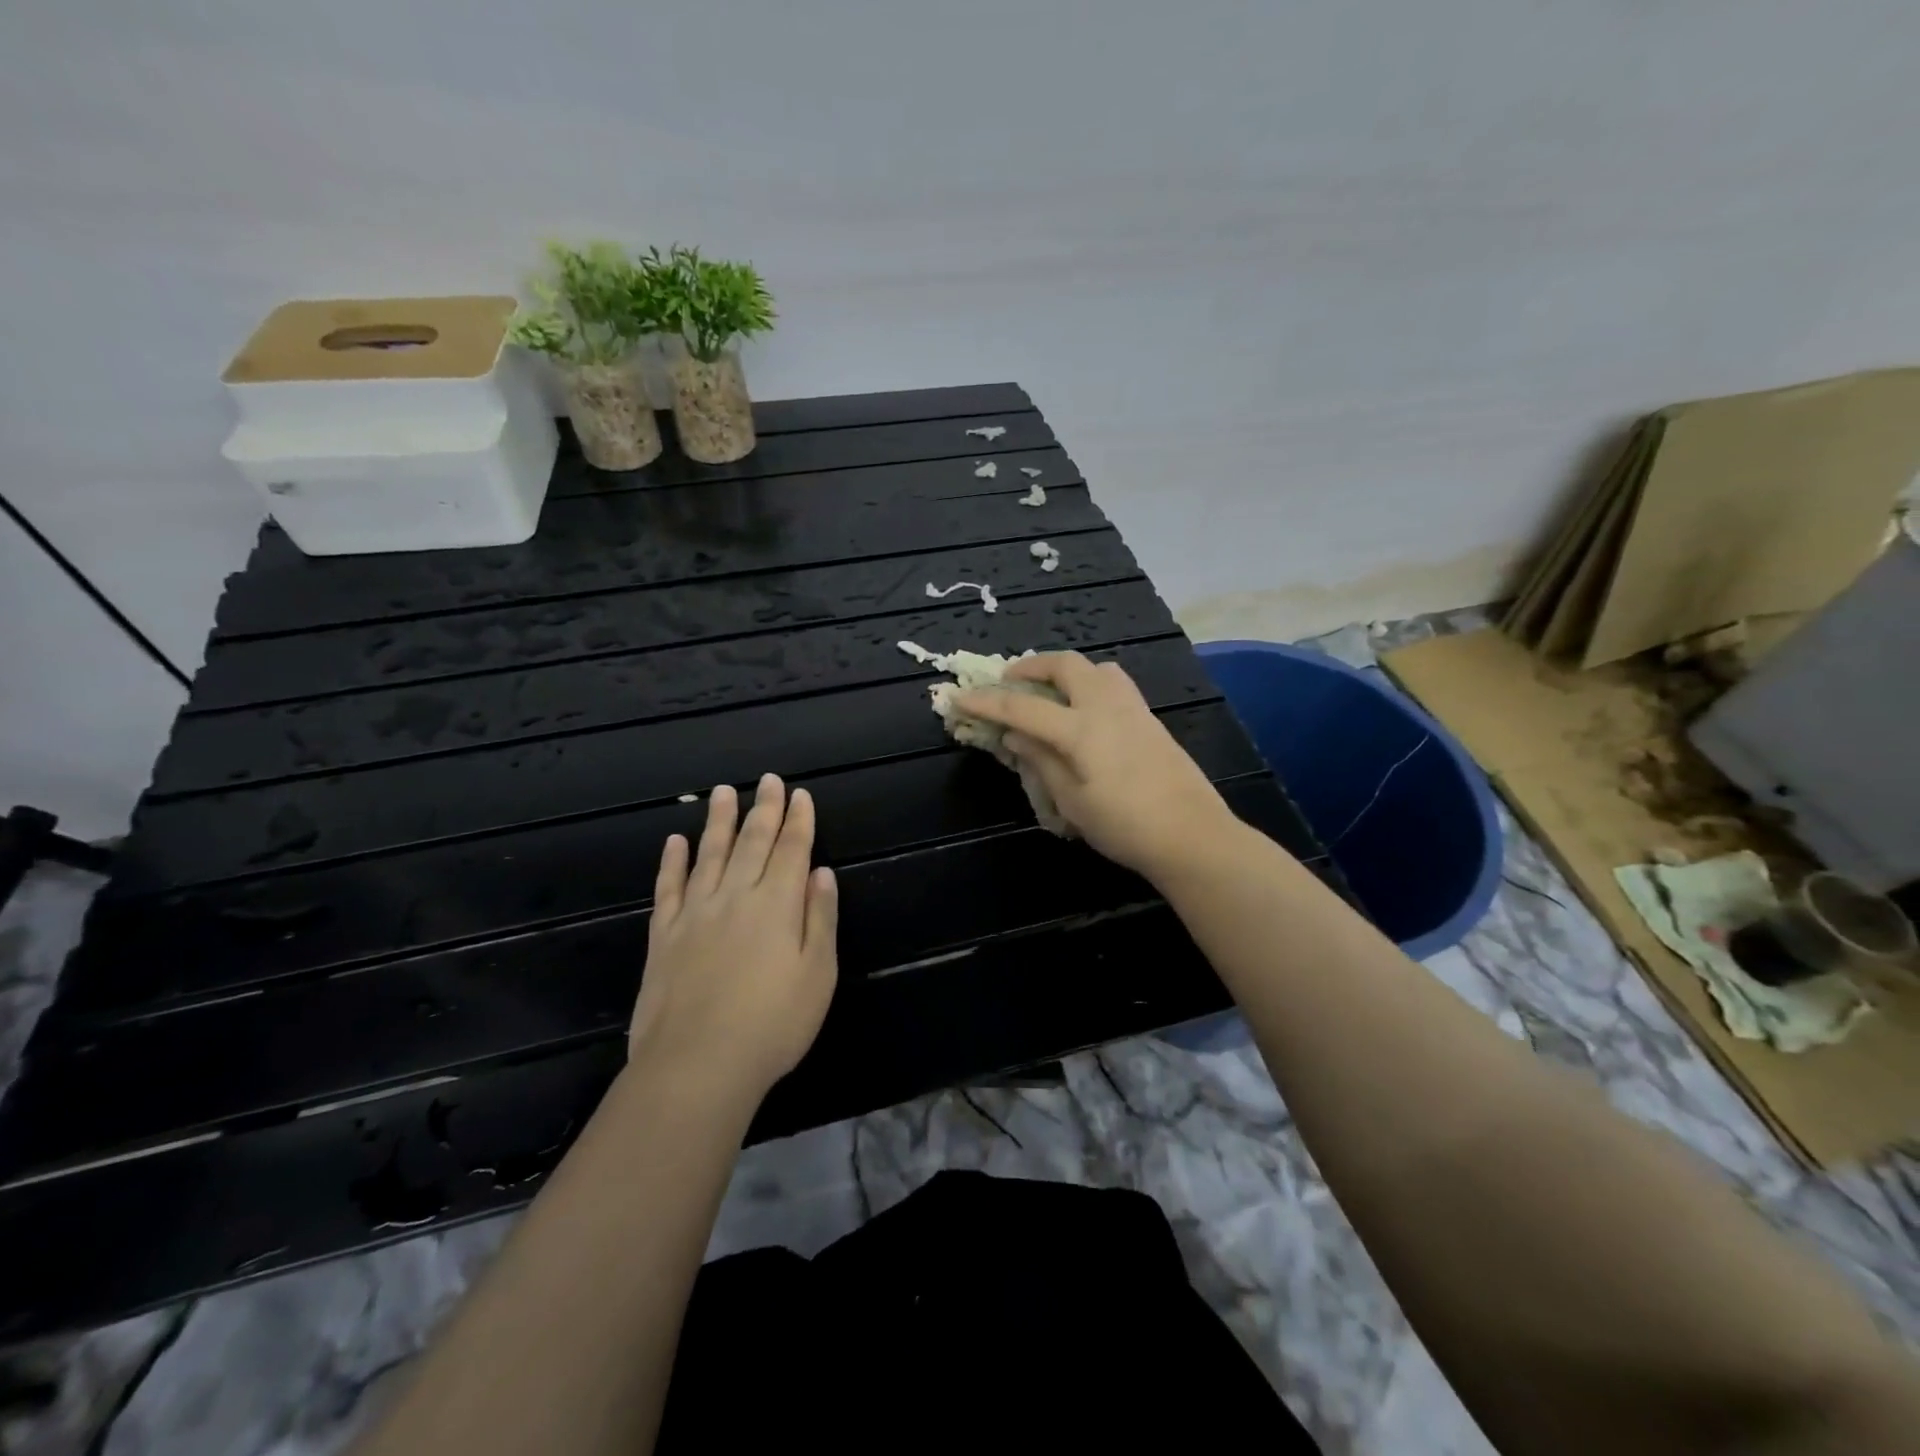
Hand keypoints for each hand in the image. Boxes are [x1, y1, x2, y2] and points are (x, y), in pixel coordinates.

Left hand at [630, 774, 838, 1099]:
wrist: (697, 1064)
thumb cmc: (773, 1024)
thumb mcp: (819, 974)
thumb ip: (821, 919)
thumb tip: (822, 873)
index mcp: (777, 904)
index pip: (792, 849)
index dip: (799, 820)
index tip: (800, 794)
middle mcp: (736, 897)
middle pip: (752, 842)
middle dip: (764, 809)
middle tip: (768, 779)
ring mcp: (695, 913)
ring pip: (709, 854)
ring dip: (718, 821)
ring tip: (723, 792)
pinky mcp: (664, 936)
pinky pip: (669, 888)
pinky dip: (672, 862)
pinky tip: (674, 842)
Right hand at [956, 653, 1237, 881]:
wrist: (1192, 836)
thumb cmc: (1125, 826)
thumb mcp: (1072, 801)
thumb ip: (1041, 761)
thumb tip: (1015, 735)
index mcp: (1081, 729)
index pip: (1022, 708)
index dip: (987, 702)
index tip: (959, 697)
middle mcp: (1107, 707)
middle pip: (1065, 665)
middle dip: (1031, 666)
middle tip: (1010, 681)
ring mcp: (1133, 709)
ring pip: (1095, 668)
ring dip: (1065, 670)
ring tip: (1048, 692)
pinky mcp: (1150, 720)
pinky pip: (1113, 684)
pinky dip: (1088, 684)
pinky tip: (1083, 712)